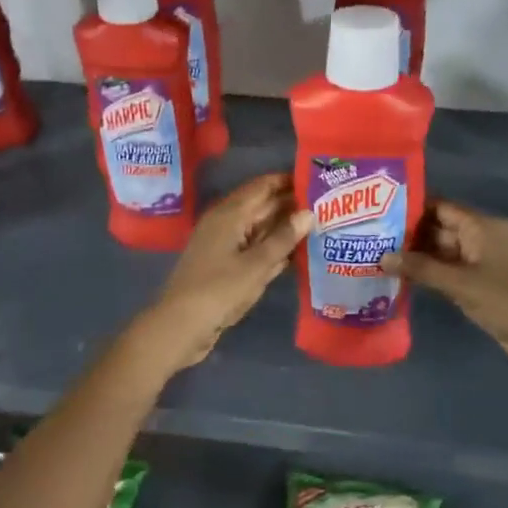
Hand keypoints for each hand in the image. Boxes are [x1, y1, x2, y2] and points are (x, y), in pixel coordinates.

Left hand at [140, 173, 311, 369]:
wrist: (180, 327)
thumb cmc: (218, 291)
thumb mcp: (256, 265)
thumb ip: (283, 238)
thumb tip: (308, 212)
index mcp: (229, 213)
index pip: (262, 186)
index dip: (288, 181)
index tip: (317, 180)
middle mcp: (225, 223)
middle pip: (262, 206)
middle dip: (291, 205)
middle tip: (327, 205)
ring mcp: (224, 245)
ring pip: (259, 229)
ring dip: (284, 228)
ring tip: (320, 225)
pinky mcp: (225, 266)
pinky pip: (254, 249)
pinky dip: (273, 249)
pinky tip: (298, 254)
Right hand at [381, 201, 507, 372]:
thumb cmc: (507, 300)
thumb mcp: (460, 284)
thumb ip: (420, 269)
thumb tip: (382, 257)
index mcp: (482, 226)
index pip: (440, 207)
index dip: (411, 208)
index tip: (379, 213)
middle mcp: (483, 237)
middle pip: (440, 228)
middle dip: (409, 235)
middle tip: (372, 239)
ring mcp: (485, 261)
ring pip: (445, 252)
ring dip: (418, 257)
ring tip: (380, 257)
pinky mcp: (485, 283)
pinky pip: (452, 270)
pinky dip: (432, 273)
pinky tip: (405, 278)